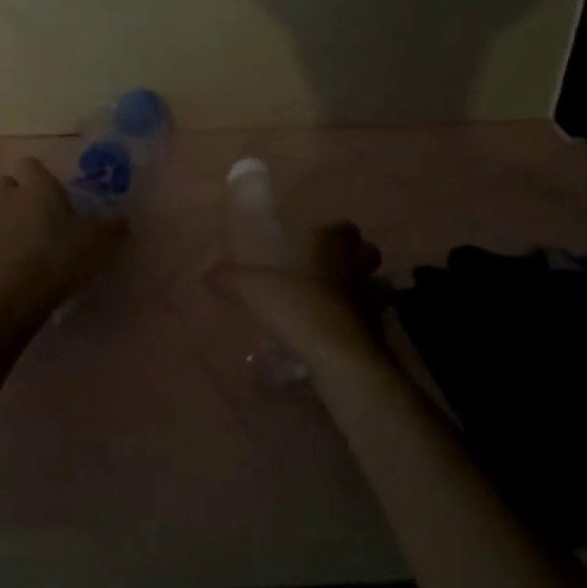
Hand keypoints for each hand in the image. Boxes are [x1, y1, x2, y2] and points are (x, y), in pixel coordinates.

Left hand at [0, 159, 127, 333]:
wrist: (12, 297)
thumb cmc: (59, 259)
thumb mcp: (97, 243)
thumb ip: (112, 227)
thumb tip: (124, 218)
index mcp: (38, 187)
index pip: (31, 164)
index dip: (39, 176)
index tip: (52, 194)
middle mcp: (7, 196)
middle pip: (6, 183)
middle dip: (17, 194)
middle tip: (36, 217)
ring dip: (1, 218)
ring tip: (18, 241)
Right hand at [207, 222, 391, 360]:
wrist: (340, 359)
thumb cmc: (299, 308)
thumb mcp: (253, 290)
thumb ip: (230, 278)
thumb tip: (208, 272)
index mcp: (331, 249)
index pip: (344, 229)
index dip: (335, 232)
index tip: (318, 240)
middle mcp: (357, 271)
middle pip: (369, 254)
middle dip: (356, 259)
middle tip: (332, 271)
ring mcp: (372, 304)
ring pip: (378, 289)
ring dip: (364, 293)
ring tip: (340, 305)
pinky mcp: (378, 337)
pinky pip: (373, 325)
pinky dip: (360, 328)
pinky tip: (339, 338)